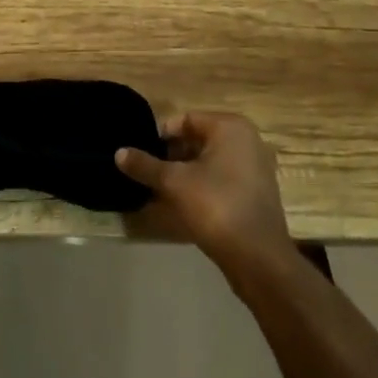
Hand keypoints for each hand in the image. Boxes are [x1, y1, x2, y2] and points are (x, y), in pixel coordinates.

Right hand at [116, 110, 291, 276]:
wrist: (258, 258)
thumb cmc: (216, 206)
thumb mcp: (174, 183)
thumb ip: (145, 165)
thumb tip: (118, 153)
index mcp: (230, 127)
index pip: (186, 120)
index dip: (161, 135)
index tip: (142, 154)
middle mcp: (247, 141)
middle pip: (198, 140)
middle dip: (172, 156)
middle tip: (149, 172)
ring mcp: (255, 168)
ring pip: (209, 162)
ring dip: (185, 173)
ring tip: (160, 190)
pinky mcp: (256, 193)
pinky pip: (222, 180)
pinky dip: (202, 187)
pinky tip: (183, 205)